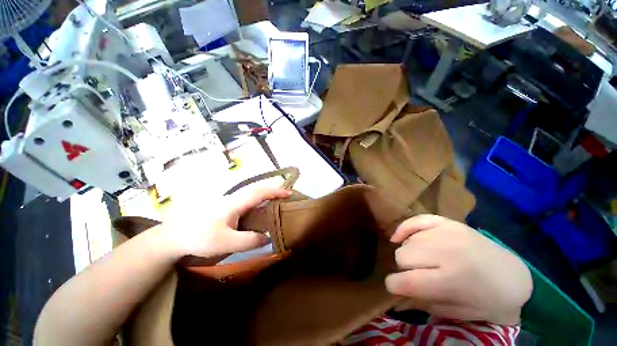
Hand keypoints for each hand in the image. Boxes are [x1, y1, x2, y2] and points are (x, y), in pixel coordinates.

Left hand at [164, 186, 290, 258]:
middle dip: (273, 190)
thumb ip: (249, 240)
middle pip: (257, 189)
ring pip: (251, 194)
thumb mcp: (226, 242)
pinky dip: (258, 201)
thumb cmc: (199, 238)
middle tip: (286, 196)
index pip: (260, 192)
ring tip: (277, 202)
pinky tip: (259, 210)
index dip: (276, 191)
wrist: (173, 237)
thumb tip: (268, 237)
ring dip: (266, 194)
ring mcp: (229, 202)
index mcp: (235, 203)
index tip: (289, 193)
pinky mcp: (225, 207)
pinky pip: (247, 200)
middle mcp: (234, 198)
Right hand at [385, 214, 531, 325]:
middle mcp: (447, 252)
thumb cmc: (487, 301)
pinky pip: (415, 220)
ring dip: (409, 254)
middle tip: (415, 274)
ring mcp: (447, 232)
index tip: (395, 287)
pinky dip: (404, 229)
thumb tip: (398, 292)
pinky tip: (400, 238)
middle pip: (402, 256)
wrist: (513, 276)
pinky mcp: (448, 222)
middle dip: (403, 269)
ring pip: (407, 242)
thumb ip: (424, 302)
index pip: (406, 281)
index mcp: (452, 280)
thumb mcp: (458, 313)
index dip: (393, 285)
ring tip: (422, 261)